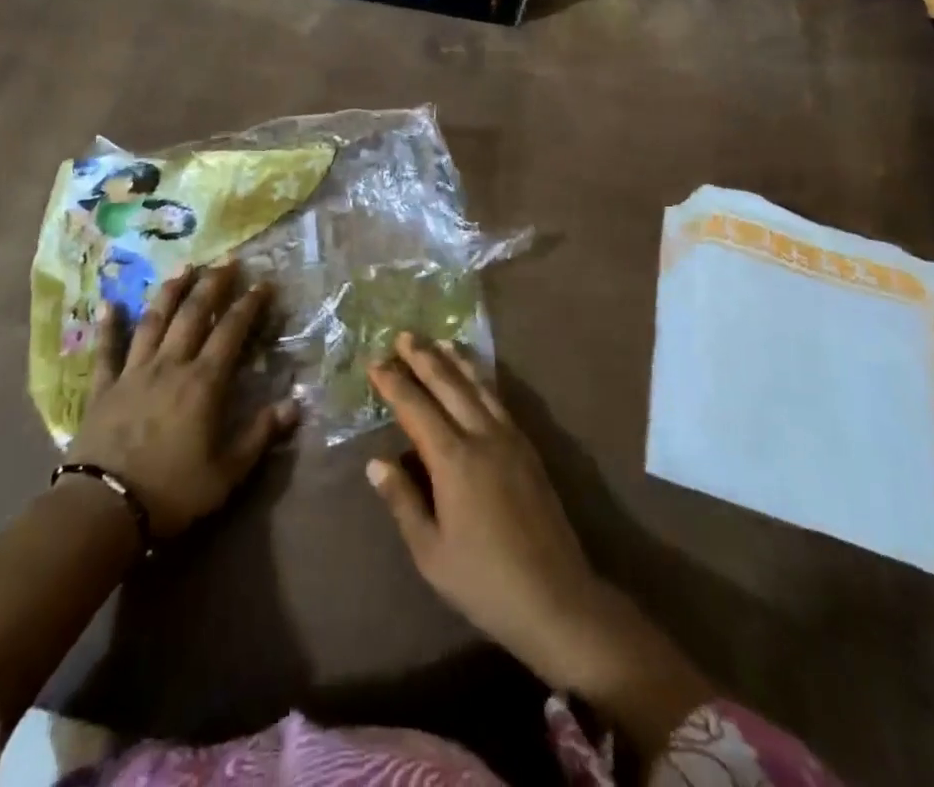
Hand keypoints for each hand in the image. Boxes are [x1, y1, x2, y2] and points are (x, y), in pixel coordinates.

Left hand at [71, 262, 296, 536]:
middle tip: (227, 260)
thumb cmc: (172, 492)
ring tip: (184, 267)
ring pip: (154, 321)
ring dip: (170, 291)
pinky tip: (109, 303)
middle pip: (193, 314)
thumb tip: (296, 404)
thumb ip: (261, 434)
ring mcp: (133, 372)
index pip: (231, 331)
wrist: (103, 508)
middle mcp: (170, 365)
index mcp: (203, 382)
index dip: (249, 304)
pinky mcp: (103, 388)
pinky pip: (106, 350)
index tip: (263, 283)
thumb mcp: (227, 472)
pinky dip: (109, 325)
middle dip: (213, 284)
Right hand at [365, 335, 712, 757]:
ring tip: (439, 341)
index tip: (376, 363)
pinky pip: (499, 400)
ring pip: (478, 386)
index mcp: (453, 460)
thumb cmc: (485, 581)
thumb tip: (376, 462)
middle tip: (403, 335)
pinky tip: (476, 377)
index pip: (416, 408)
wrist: (557, 599)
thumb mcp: (431, 552)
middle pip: (448, 385)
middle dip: (424, 358)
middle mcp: (482, 437)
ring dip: (455, 361)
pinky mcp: (528, 449)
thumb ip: (403, 502)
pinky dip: (481, 380)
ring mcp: (510, 439)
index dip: (394, 383)